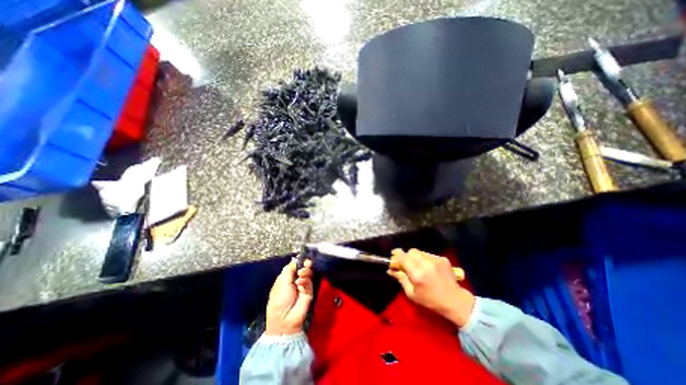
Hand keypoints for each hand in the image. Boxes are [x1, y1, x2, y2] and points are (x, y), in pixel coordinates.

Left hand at [265, 259, 312, 336]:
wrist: (285, 319)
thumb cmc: (279, 300)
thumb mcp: (281, 282)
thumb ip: (289, 270)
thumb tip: (295, 259)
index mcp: (287, 278)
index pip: (295, 266)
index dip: (299, 261)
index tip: (302, 258)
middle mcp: (296, 280)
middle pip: (303, 268)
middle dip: (305, 265)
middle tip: (307, 263)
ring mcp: (303, 286)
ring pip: (308, 274)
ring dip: (306, 272)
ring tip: (301, 274)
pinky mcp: (309, 292)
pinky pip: (309, 283)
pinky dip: (305, 281)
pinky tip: (300, 283)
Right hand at [388, 248, 474, 325]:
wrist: (456, 301)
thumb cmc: (431, 301)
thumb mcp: (412, 294)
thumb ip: (401, 279)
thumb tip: (390, 270)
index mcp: (417, 274)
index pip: (402, 258)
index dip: (395, 258)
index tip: (393, 262)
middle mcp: (425, 263)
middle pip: (410, 252)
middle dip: (405, 257)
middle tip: (404, 264)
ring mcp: (435, 260)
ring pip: (418, 251)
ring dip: (414, 257)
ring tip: (416, 266)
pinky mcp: (442, 258)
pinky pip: (427, 254)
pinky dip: (423, 258)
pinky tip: (426, 267)